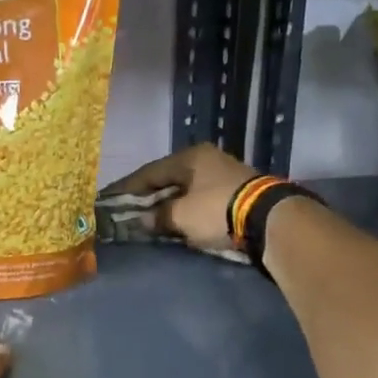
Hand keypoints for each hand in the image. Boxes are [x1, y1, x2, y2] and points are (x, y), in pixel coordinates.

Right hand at [100, 144, 259, 254]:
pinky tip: (177, 220)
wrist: (268, 218)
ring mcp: (223, 174)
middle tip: (128, 209)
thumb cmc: (217, 209)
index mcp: (189, 157)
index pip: (149, 172)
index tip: (109, 199)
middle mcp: (206, 159)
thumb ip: (158, 216)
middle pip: (168, 179)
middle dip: (148, 196)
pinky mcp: (235, 192)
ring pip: (185, 189)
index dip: (127, 188)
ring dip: (168, 204)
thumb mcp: (181, 215)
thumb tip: (142, 220)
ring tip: (150, 218)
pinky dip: (186, 209)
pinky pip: (200, 199)